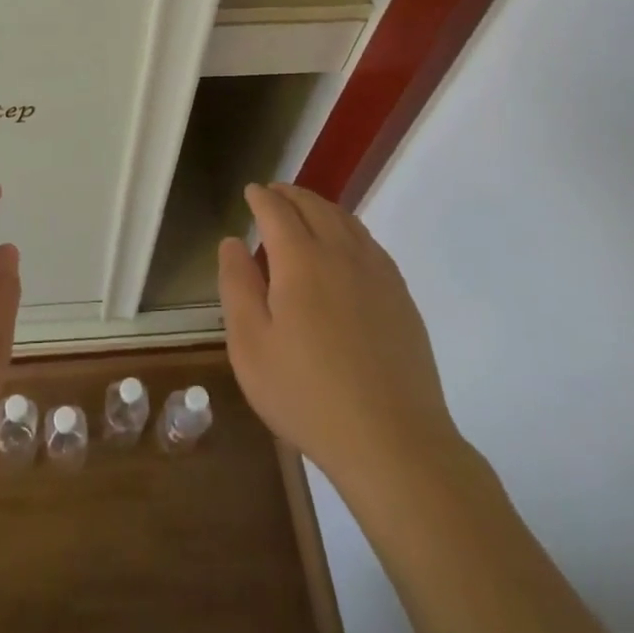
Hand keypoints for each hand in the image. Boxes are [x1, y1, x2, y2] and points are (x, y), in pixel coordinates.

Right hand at [219, 182, 463, 491]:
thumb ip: (237, 286)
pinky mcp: (400, 297)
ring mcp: (377, 274)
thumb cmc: (307, 395)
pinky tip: (345, 245)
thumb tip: (233, 242)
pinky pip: (370, 244)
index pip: (277, 212)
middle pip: (315, 207)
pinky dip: (349, 229)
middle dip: (291, 194)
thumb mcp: (250, 346)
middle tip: (274, 193)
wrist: (393, 441)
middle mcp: (341, 254)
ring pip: (346, 221)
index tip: (251, 191)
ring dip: (321, 207)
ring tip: (305, 210)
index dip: (262, 197)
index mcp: (300, 261)